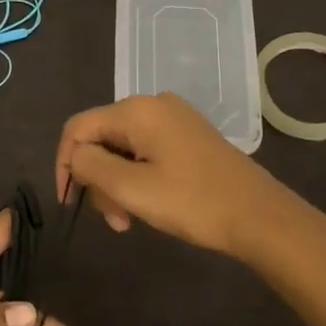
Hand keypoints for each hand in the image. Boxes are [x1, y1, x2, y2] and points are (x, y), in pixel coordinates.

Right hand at [56, 93, 318, 261]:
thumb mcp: (131, 188)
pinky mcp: (188, 136)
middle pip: (101, 138)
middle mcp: (153, 105)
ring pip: (122, 148)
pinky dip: (137, 178)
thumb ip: (90, 166)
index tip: (69, 202)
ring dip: (117, 184)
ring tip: (129, 220)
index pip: (78, 128)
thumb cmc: (193, 202)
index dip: (65, 164)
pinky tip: (147, 205)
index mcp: (136, 111)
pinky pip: (145, 151)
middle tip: (114, 219)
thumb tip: (75, 157)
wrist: (260, 217)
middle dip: (98, 179)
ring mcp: (174, 119)